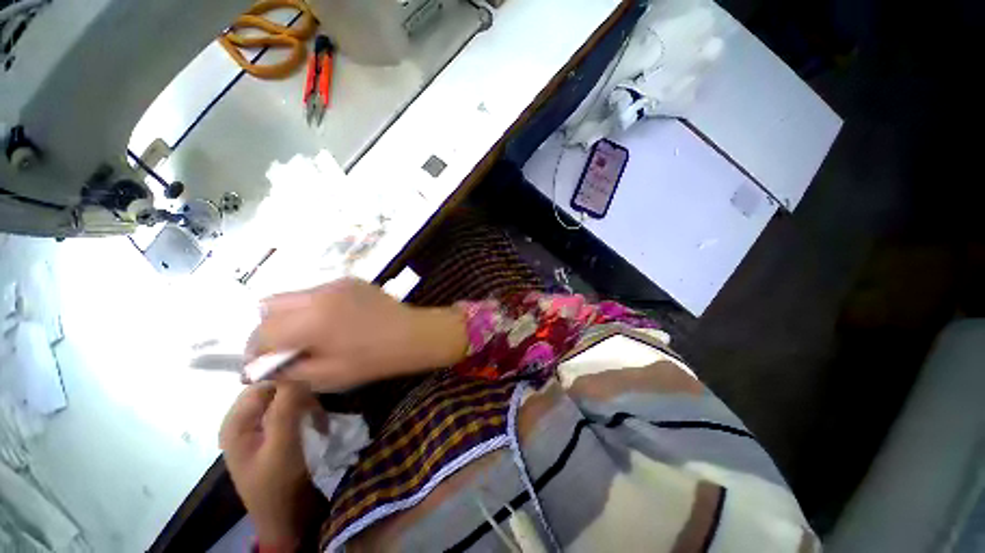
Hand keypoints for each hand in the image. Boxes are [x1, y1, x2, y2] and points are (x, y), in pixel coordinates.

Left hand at [220, 382, 322, 549]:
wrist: (285, 517)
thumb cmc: (278, 484)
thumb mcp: (282, 445)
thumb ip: (285, 408)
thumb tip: (295, 371)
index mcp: (236, 422)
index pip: (263, 382)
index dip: (289, 379)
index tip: (316, 383)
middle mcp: (243, 421)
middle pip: (275, 390)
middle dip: (300, 395)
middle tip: (320, 408)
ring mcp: (258, 428)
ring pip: (286, 399)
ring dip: (307, 405)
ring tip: (321, 420)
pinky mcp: (273, 435)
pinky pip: (291, 411)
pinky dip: (307, 414)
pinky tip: (318, 425)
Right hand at [247, 278, 466, 391]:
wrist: (413, 334)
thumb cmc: (374, 359)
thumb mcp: (328, 376)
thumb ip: (289, 370)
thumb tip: (262, 367)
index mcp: (310, 320)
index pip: (261, 332)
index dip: (254, 352)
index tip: (259, 366)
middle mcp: (318, 294)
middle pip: (269, 306)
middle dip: (268, 330)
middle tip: (282, 350)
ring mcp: (336, 282)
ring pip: (292, 296)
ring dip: (289, 317)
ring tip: (308, 336)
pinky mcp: (350, 280)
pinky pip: (317, 292)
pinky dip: (312, 307)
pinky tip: (332, 322)